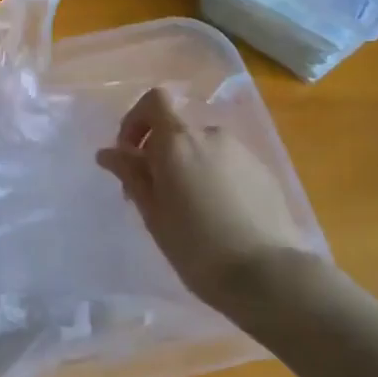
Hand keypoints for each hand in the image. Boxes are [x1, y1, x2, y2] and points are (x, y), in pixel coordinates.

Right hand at [97, 87, 315, 309]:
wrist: (268, 275)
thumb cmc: (196, 246)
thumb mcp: (153, 213)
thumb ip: (131, 175)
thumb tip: (108, 153)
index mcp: (179, 141)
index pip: (155, 101)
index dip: (136, 120)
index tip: (130, 155)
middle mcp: (211, 135)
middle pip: (178, 130)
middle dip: (161, 154)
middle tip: (154, 196)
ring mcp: (242, 152)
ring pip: (204, 149)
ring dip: (188, 168)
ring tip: (189, 211)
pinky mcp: (264, 173)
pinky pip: (228, 165)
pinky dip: (214, 179)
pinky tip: (218, 217)